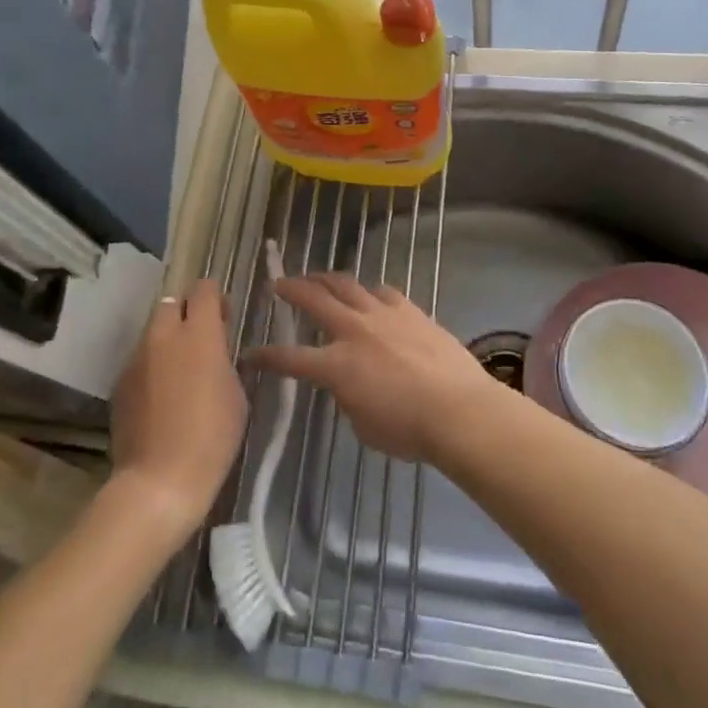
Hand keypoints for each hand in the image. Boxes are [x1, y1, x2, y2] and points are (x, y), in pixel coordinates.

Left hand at [109, 280, 247, 536]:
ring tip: (180, 371)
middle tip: (200, 340)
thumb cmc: (212, 436)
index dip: (215, 297)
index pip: (203, 290)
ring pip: (152, 332)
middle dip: (186, 312)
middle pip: (171, 302)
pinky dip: (152, 366)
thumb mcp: (236, 393)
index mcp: (199, 333)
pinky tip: (161, 396)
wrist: (159, 481)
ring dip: (167, 340)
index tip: (224, 317)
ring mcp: (136, 358)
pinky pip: (140, 360)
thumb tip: (214, 350)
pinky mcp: (120, 382)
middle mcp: (163, 336)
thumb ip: (224, 360)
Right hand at [247, 274, 497, 462]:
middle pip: (314, 299)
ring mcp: (383, 315)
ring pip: (346, 284)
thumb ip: (347, 398)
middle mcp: (353, 331)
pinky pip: (382, 291)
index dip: (265, 356)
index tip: (250, 354)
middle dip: (291, 289)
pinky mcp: (410, 310)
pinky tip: (368, 294)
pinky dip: (368, 291)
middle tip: (278, 283)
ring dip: (326, 278)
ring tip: (317, 277)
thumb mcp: (363, 425)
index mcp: (336, 366)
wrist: (458, 409)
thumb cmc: (408, 430)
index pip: (289, 358)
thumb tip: (347, 383)